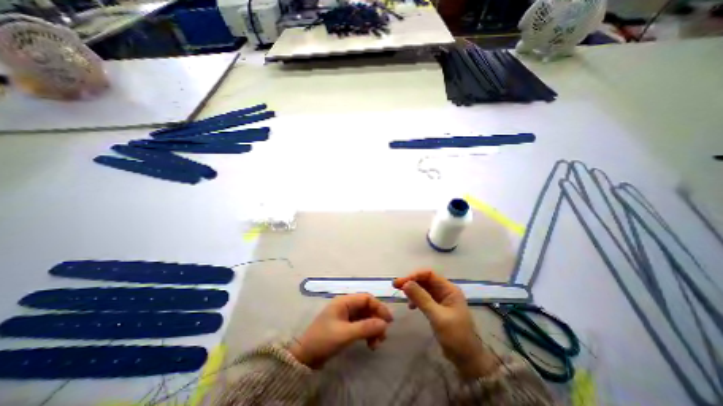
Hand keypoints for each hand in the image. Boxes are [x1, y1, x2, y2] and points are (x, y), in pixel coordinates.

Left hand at [289, 294, 393, 369]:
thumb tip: (384, 324)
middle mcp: (346, 306)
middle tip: (383, 336)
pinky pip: (360, 325)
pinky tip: (369, 344)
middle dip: (376, 320)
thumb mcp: (345, 334)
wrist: (305, 356)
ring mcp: (345, 316)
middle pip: (367, 308)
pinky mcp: (344, 326)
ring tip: (376, 344)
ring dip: (373, 328)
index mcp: (344, 302)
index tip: (388, 320)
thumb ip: (365, 327)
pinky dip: (367, 333)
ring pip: (365, 317)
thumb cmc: (324, 340)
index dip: (379, 307)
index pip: (366, 298)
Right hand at [395, 269, 497, 376]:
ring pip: (424, 288)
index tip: (400, 282)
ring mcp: (441, 299)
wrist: (467, 360)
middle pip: (425, 279)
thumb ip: (421, 299)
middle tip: (396, 285)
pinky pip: (424, 298)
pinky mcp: (437, 307)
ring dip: (412, 289)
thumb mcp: (438, 317)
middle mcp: (445, 291)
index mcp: (449, 289)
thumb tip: (405, 283)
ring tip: (401, 294)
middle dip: (411, 281)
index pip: (429, 274)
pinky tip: (410, 306)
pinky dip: (416, 299)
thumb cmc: (456, 337)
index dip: (414, 275)